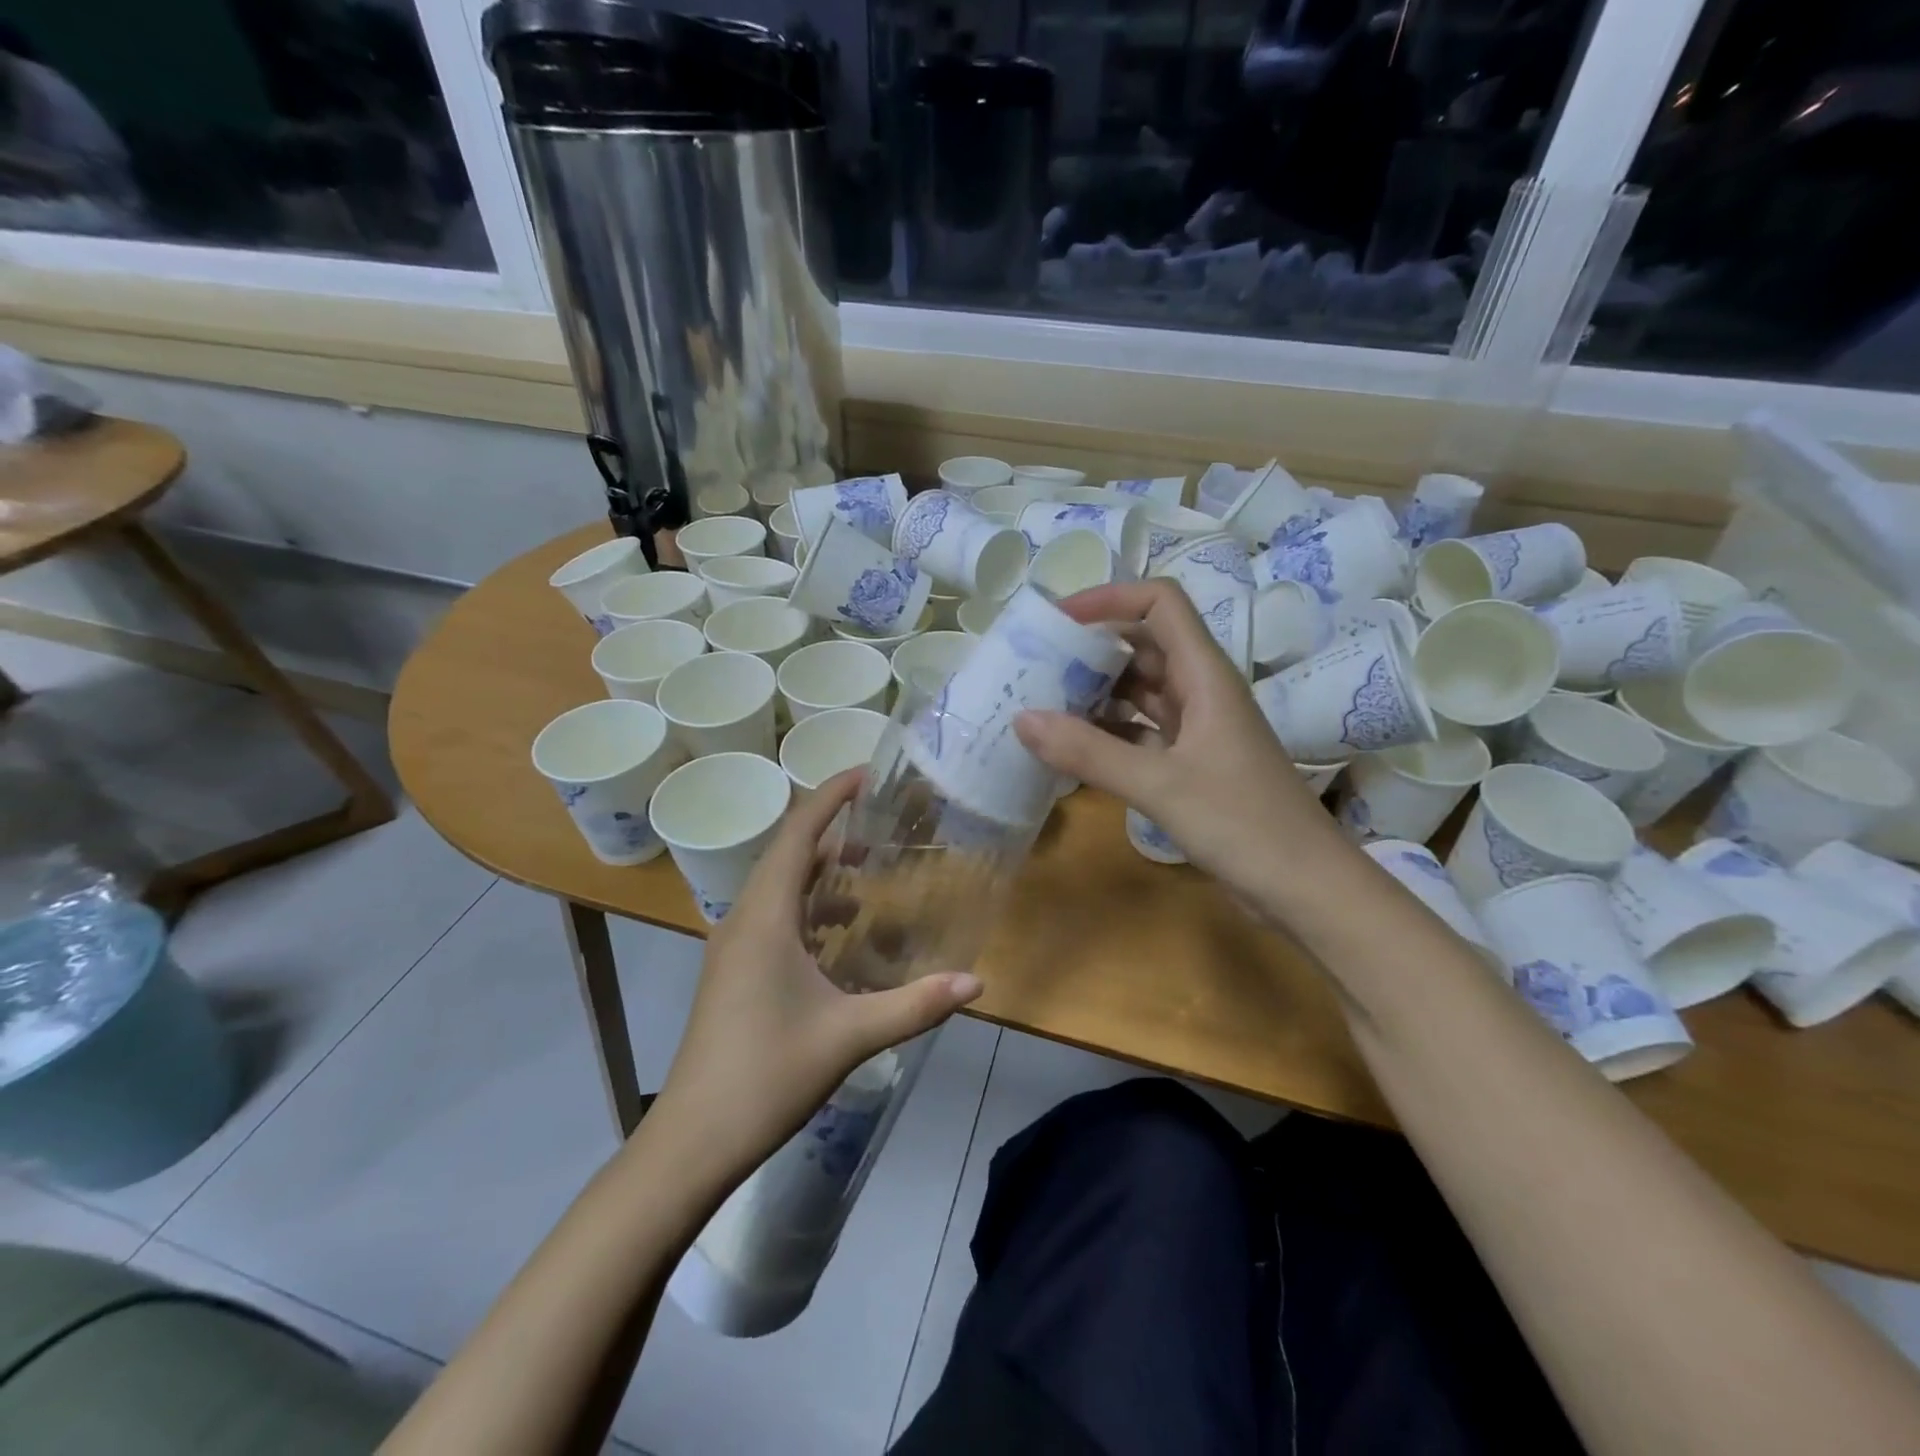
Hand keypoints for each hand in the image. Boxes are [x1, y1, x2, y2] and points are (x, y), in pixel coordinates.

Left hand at [653, 771, 981, 1182]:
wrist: (694, 1138)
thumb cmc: (768, 1073)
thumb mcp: (850, 1035)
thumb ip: (915, 1005)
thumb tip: (977, 981)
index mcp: (765, 917)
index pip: (797, 834)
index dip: (830, 796)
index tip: (867, 773)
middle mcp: (744, 919)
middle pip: (787, 853)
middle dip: (831, 829)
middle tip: (881, 819)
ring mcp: (734, 946)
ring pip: (779, 887)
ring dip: (819, 871)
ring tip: (867, 869)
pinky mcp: (734, 970)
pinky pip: (774, 916)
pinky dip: (808, 907)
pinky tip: (840, 932)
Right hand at [1014, 580, 1339, 913]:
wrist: (1307, 889)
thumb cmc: (1244, 825)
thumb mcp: (1160, 785)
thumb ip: (1089, 752)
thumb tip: (1021, 719)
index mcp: (1205, 675)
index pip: (1160, 604)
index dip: (1110, 598)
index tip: (1058, 621)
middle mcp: (1202, 691)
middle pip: (1144, 645)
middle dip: (1091, 648)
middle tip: (1035, 664)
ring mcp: (1198, 729)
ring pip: (1140, 691)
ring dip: (1096, 692)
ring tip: (1042, 702)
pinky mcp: (1192, 764)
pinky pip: (1141, 732)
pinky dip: (1107, 733)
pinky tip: (1071, 748)